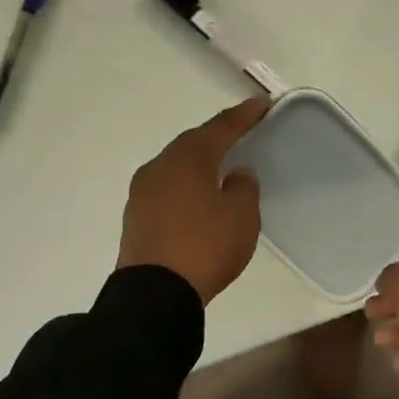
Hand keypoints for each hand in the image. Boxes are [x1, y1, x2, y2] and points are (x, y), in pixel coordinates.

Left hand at [117, 97, 268, 303]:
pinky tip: (198, 197)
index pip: (221, 128)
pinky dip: (185, 186)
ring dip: (199, 162)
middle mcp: (160, 166)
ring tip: (221, 166)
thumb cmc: (205, 247)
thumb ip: (244, 188)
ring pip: (176, 166)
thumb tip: (237, 174)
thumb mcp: (241, 217)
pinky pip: (167, 189)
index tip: (262, 104)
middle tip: (242, 133)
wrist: (155, 294)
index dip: (244, 116)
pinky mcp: (135, 216)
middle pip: (193, 143)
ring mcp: (142, 191)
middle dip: (218, 136)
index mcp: (188, 158)